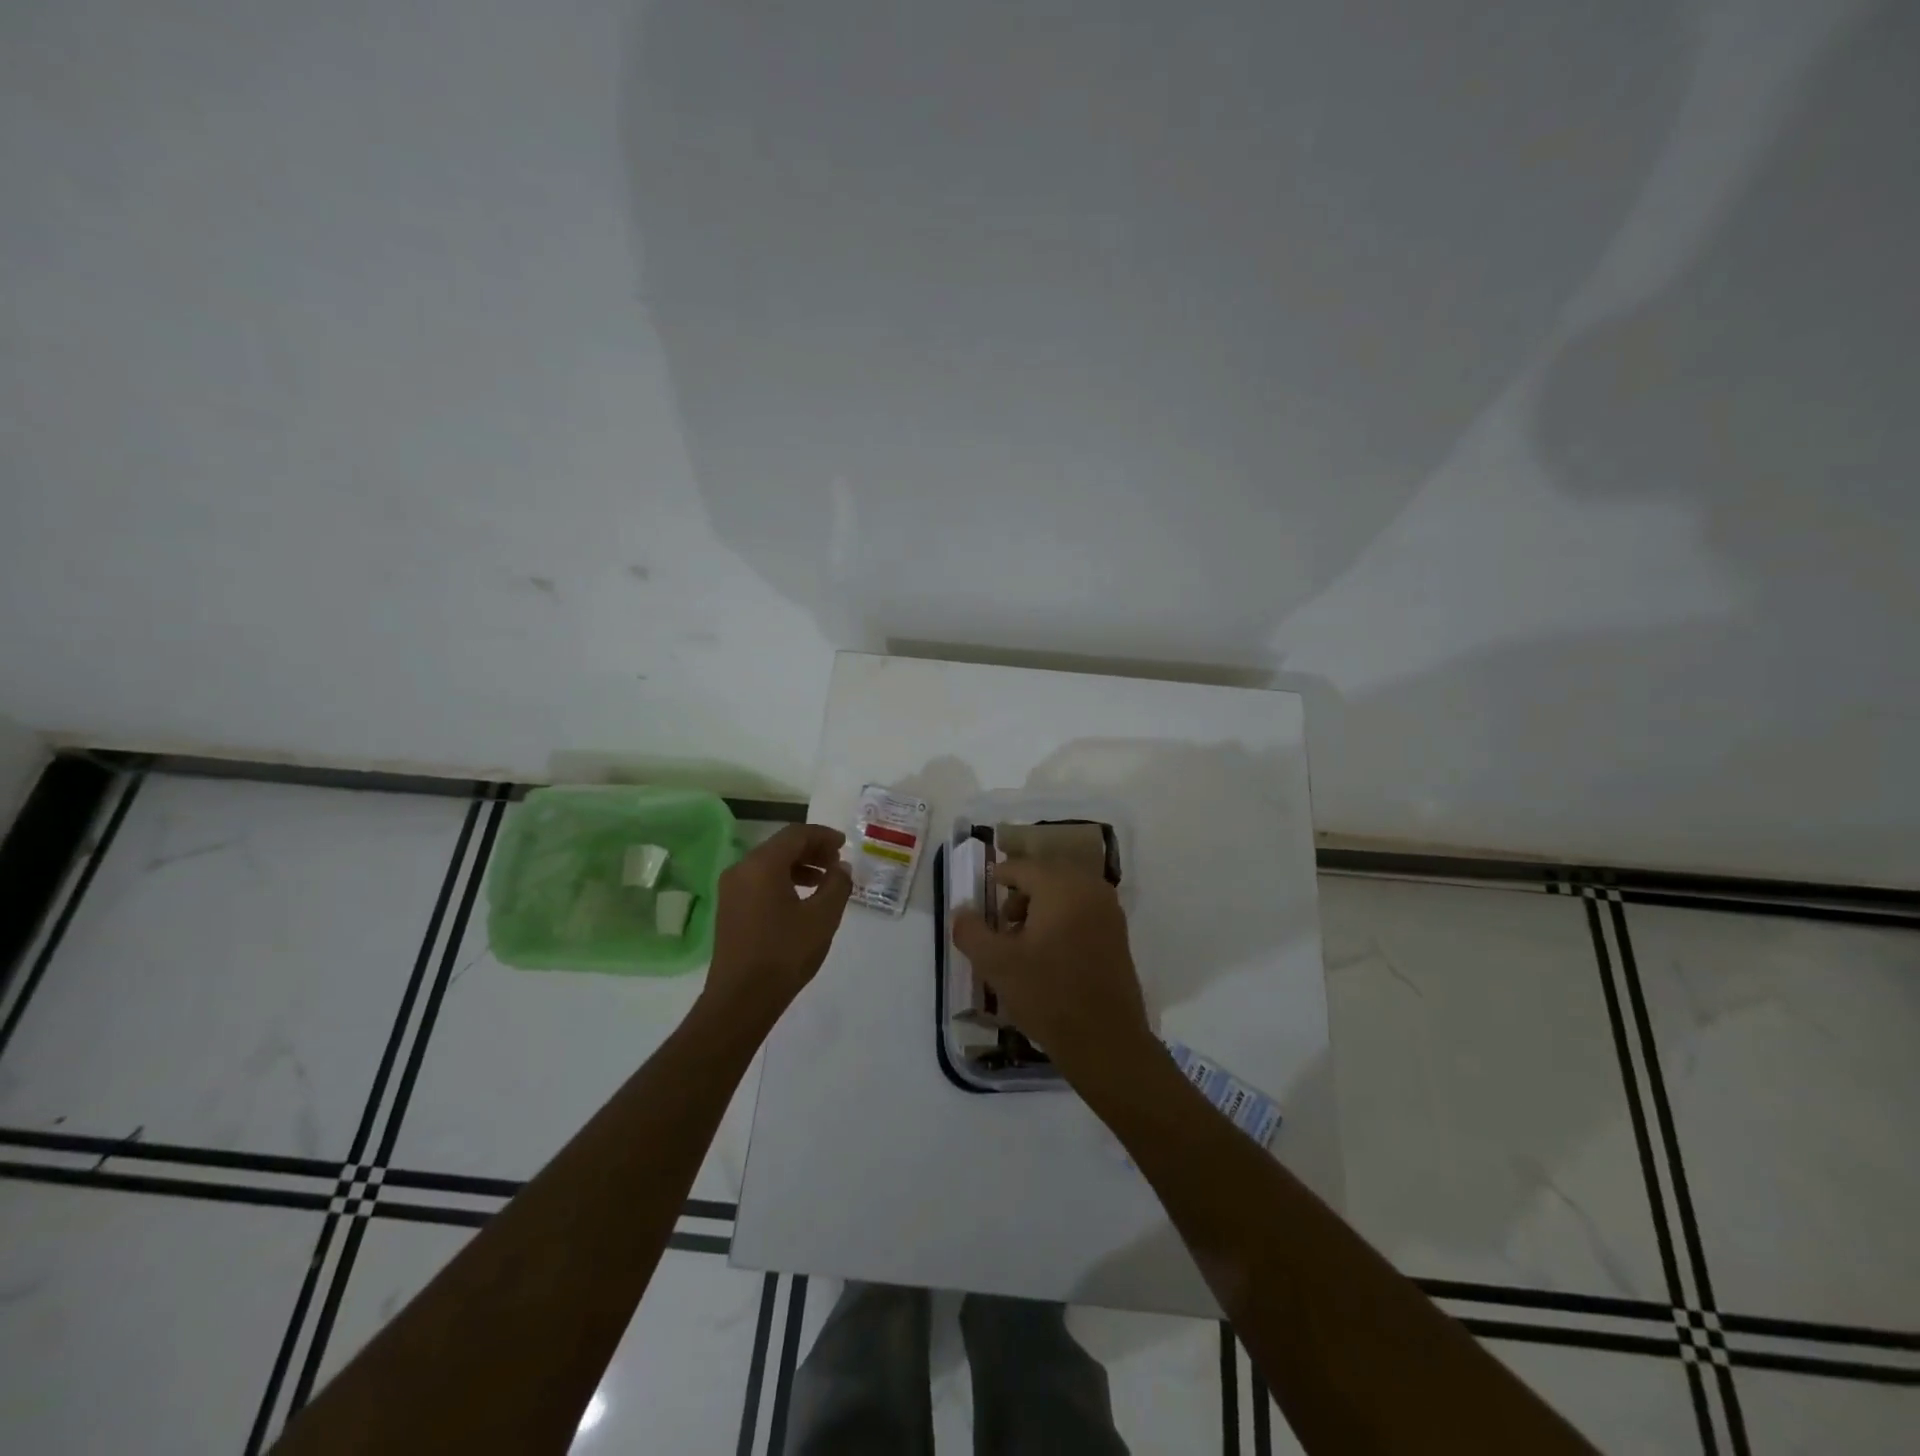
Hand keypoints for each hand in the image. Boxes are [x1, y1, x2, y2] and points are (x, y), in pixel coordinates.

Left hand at [704, 824, 852, 1022]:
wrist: (741, 999)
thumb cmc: (785, 953)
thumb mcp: (822, 917)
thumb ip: (837, 884)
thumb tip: (841, 867)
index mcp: (762, 865)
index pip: (796, 834)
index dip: (823, 836)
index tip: (844, 845)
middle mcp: (741, 869)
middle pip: (780, 846)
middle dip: (812, 850)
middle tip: (837, 863)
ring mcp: (732, 890)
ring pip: (769, 864)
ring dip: (799, 866)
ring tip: (824, 881)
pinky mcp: (730, 909)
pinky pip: (760, 881)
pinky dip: (783, 881)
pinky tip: (802, 900)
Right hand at [951, 859, 1153, 1080]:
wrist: (1105, 1040)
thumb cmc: (1048, 995)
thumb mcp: (996, 964)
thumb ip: (971, 931)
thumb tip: (962, 912)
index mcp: (1062, 886)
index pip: (1022, 867)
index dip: (999, 877)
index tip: (984, 893)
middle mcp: (1090, 889)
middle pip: (1046, 877)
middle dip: (1020, 895)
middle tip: (1001, 925)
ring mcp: (1109, 912)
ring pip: (1065, 894)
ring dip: (1040, 909)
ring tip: (1022, 944)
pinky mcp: (1119, 935)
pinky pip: (1083, 912)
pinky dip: (1062, 921)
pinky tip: (1048, 955)